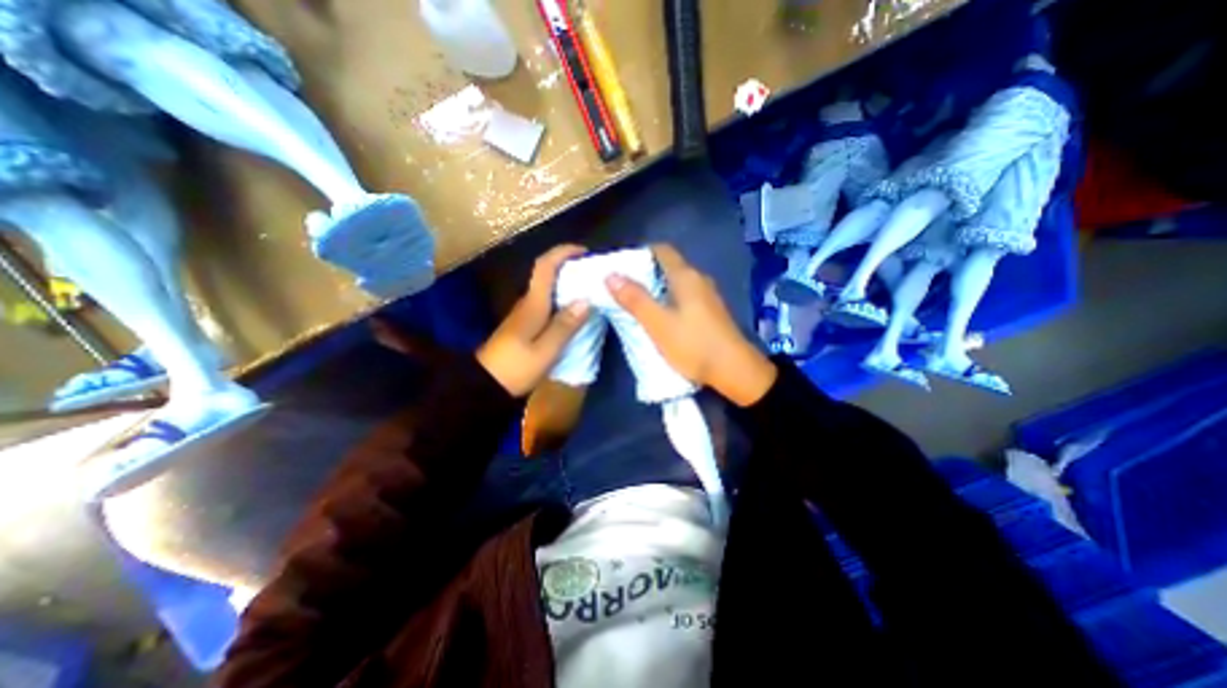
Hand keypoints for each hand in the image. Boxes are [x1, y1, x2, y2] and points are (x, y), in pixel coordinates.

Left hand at [476, 244, 590, 398]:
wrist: (485, 385)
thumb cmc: (515, 368)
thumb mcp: (545, 351)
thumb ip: (565, 325)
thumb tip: (586, 300)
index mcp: (533, 304)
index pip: (544, 266)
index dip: (563, 253)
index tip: (584, 251)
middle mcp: (527, 302)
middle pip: (547, 274)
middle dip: (570, 267)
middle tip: (594, 274)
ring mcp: (525, 313)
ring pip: (548, 288)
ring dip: (567, 283)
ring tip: (591, 290)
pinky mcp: (525, 324)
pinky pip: (547, 302)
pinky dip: (562, 299)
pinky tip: (575, 311)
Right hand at [606, 244, 774, 404]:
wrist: (735, 371)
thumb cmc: (693, 344)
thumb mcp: (658, 324)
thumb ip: (635, 299)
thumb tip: (611, 275)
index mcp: (686, 277)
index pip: (662, 250)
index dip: (640, 254)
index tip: (622, 267)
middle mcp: (699, 280)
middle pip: (668, 267)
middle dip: (645, 273)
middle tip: (623, 288)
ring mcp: (708, 296)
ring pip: (677, 284)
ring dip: (657, 289)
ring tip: (636, 303)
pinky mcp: (711, 312)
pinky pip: (685, 297)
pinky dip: (669, 301)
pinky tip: (660, 317)